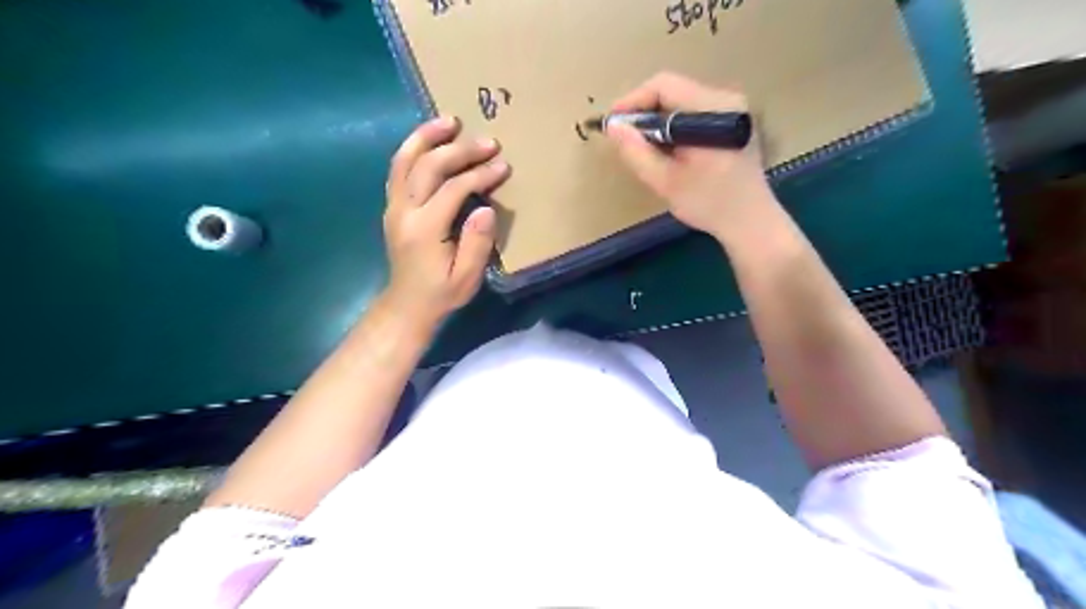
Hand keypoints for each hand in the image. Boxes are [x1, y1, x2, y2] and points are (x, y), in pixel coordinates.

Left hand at [381, 116, 509, 327]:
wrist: (407, 305)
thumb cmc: (441, 293)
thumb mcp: (466, 278)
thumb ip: (477, 244)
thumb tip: (486, 209)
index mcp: (425, 229)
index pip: (453, 189)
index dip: (480, 175)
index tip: (503, 166)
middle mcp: (404, 211)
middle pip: (428, 166)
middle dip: (459, 150)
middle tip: (488, 141)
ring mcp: (394, 206)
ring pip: (404, 160)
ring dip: (427, 137)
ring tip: (450, 121)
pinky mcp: (392, 206)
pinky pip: (398, 169)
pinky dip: (413, 149)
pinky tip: (429, 140)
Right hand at [607, 74, 775, 239]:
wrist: (750, 221)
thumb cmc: (708, 203)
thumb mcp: (665, 181)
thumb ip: (636, 152)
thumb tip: (612, 126)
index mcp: (713, 110)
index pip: (664, 85)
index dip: (633, 100)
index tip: (613, 124)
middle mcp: (726, 100)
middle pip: (673, 91)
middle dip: (644, 112)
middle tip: (625, 138)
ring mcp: (733, 109)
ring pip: (682, 102)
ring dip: (658, 121)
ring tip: (643, 147)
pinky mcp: (733, 122)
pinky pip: (694, 113)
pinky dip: (674, 127)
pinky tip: (667, 149)